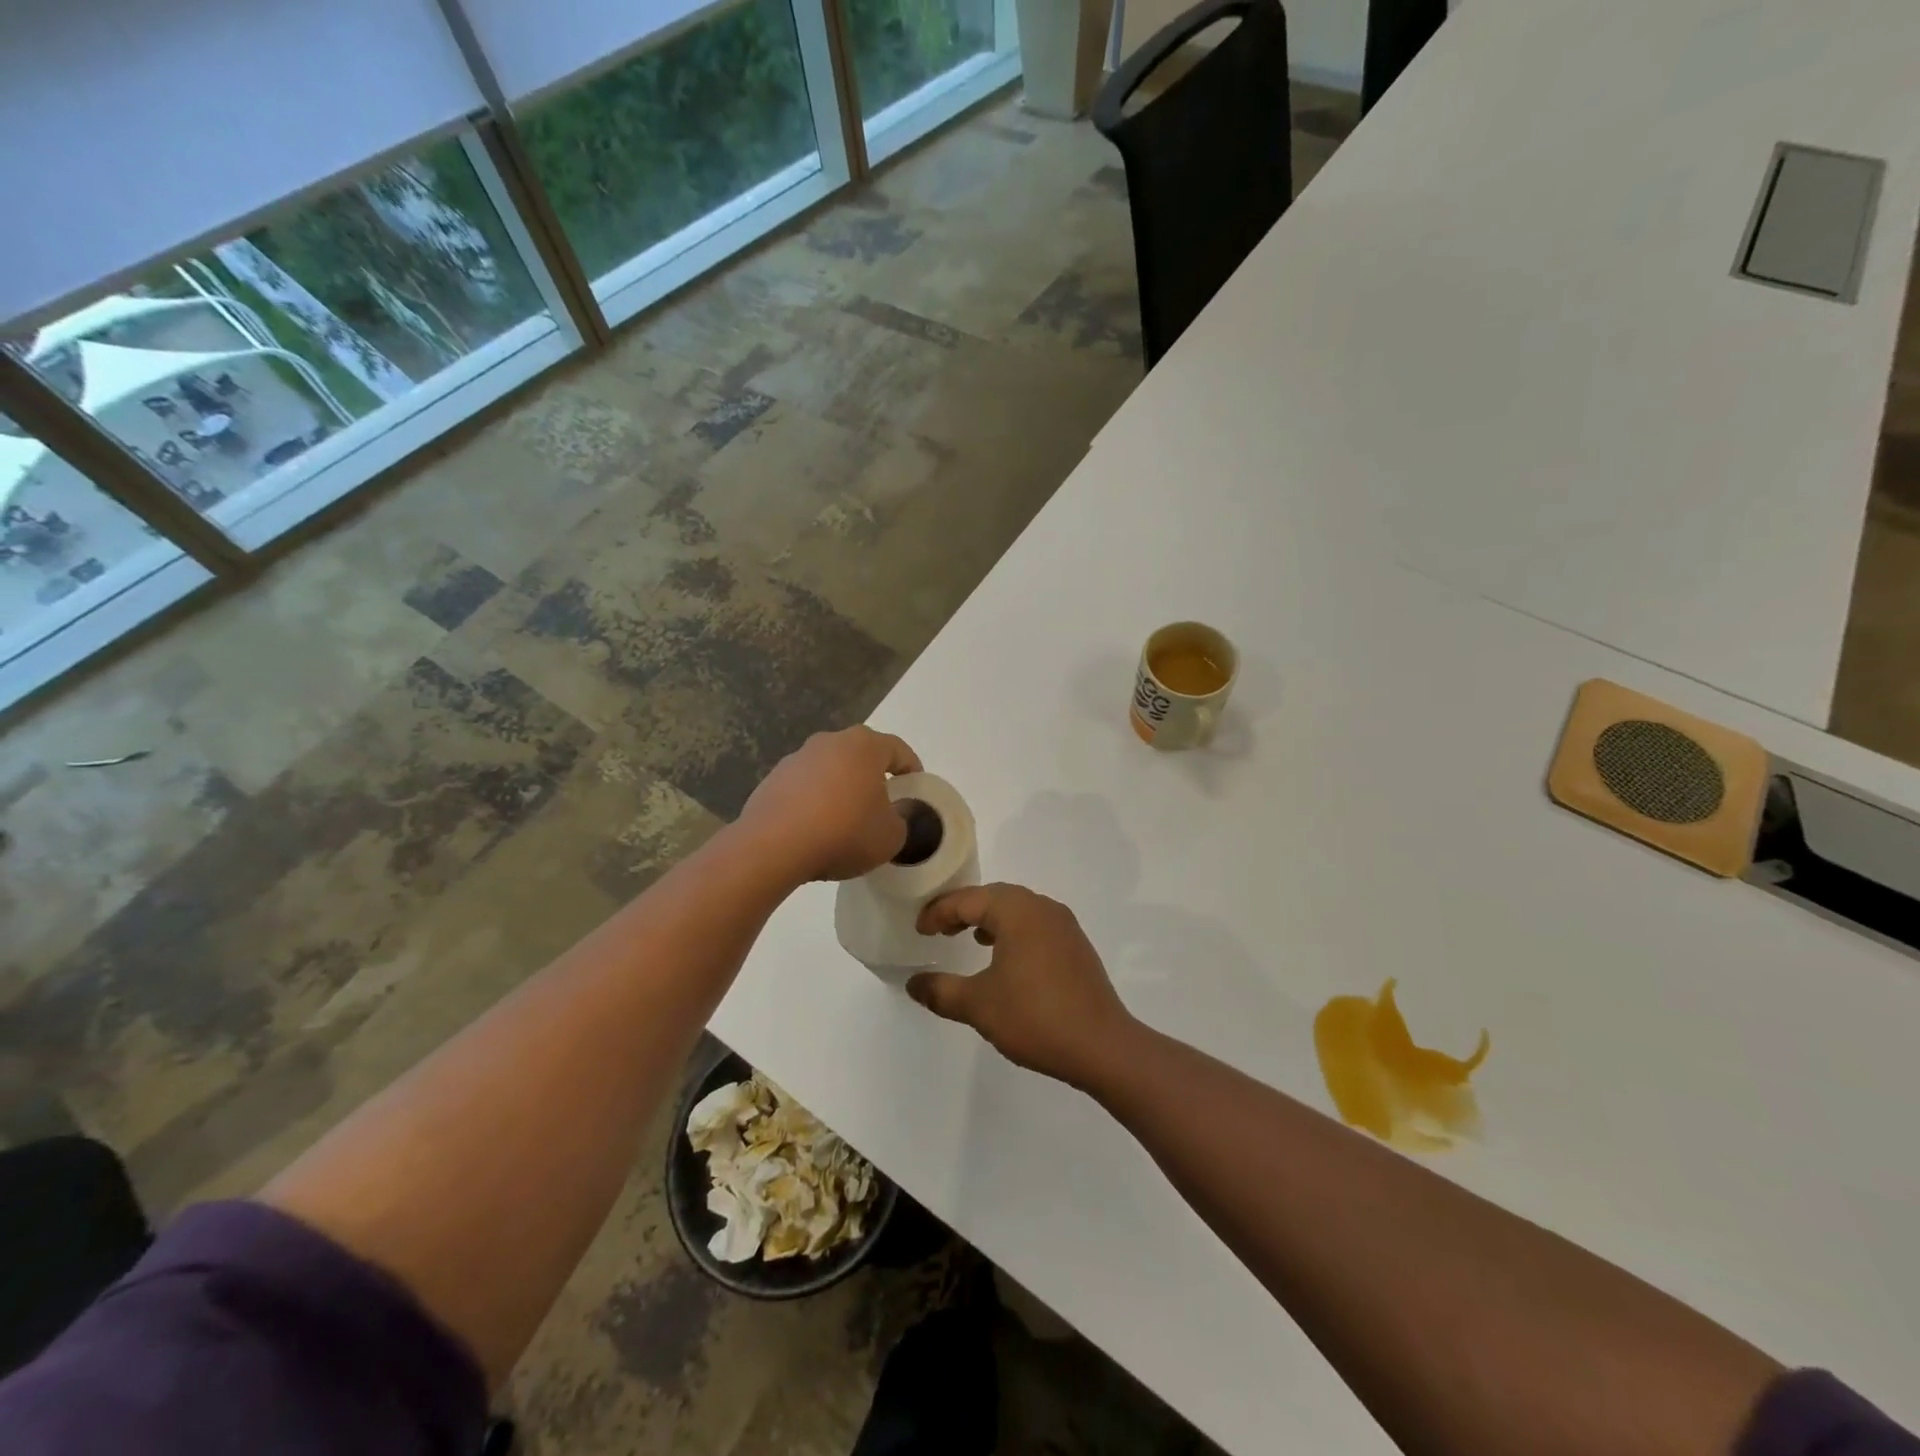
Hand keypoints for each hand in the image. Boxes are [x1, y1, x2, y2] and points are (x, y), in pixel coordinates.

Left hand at [735, 727, 921, 882]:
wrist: (773, 846)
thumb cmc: (844, 832)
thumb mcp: (891, 837)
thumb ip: (900, 821)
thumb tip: (890, 815)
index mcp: (865, 746)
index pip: (898, 750)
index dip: (912, 769)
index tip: (915, 789)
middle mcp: (830, 741)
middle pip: (861, 755)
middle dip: (874, 776)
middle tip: (882, 804)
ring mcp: (797, 758)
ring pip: (831, 769)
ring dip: (841, 787)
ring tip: (846, 819)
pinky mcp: (772, 779)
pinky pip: (805, 787)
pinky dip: (815, 801)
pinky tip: (816, 828)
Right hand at [907, 884, 1138, 1090]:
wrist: (1102, 1046)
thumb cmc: (1035, 1017)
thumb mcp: (978, 1005)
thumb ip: (941, 991)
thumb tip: (914, 984)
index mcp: (1018, 911)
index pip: (968, 900)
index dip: (939, 912)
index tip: (919, 930)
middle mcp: (1043, 907)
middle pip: (994, 896)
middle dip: (963, 910)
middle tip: (939, 929)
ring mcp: (1064, 925)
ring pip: (1018, 909)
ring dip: (989, 919)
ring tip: (968, 938)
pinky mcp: (1076, 946)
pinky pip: (1035, 925)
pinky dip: (1013, 931)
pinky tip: (1005, 958)